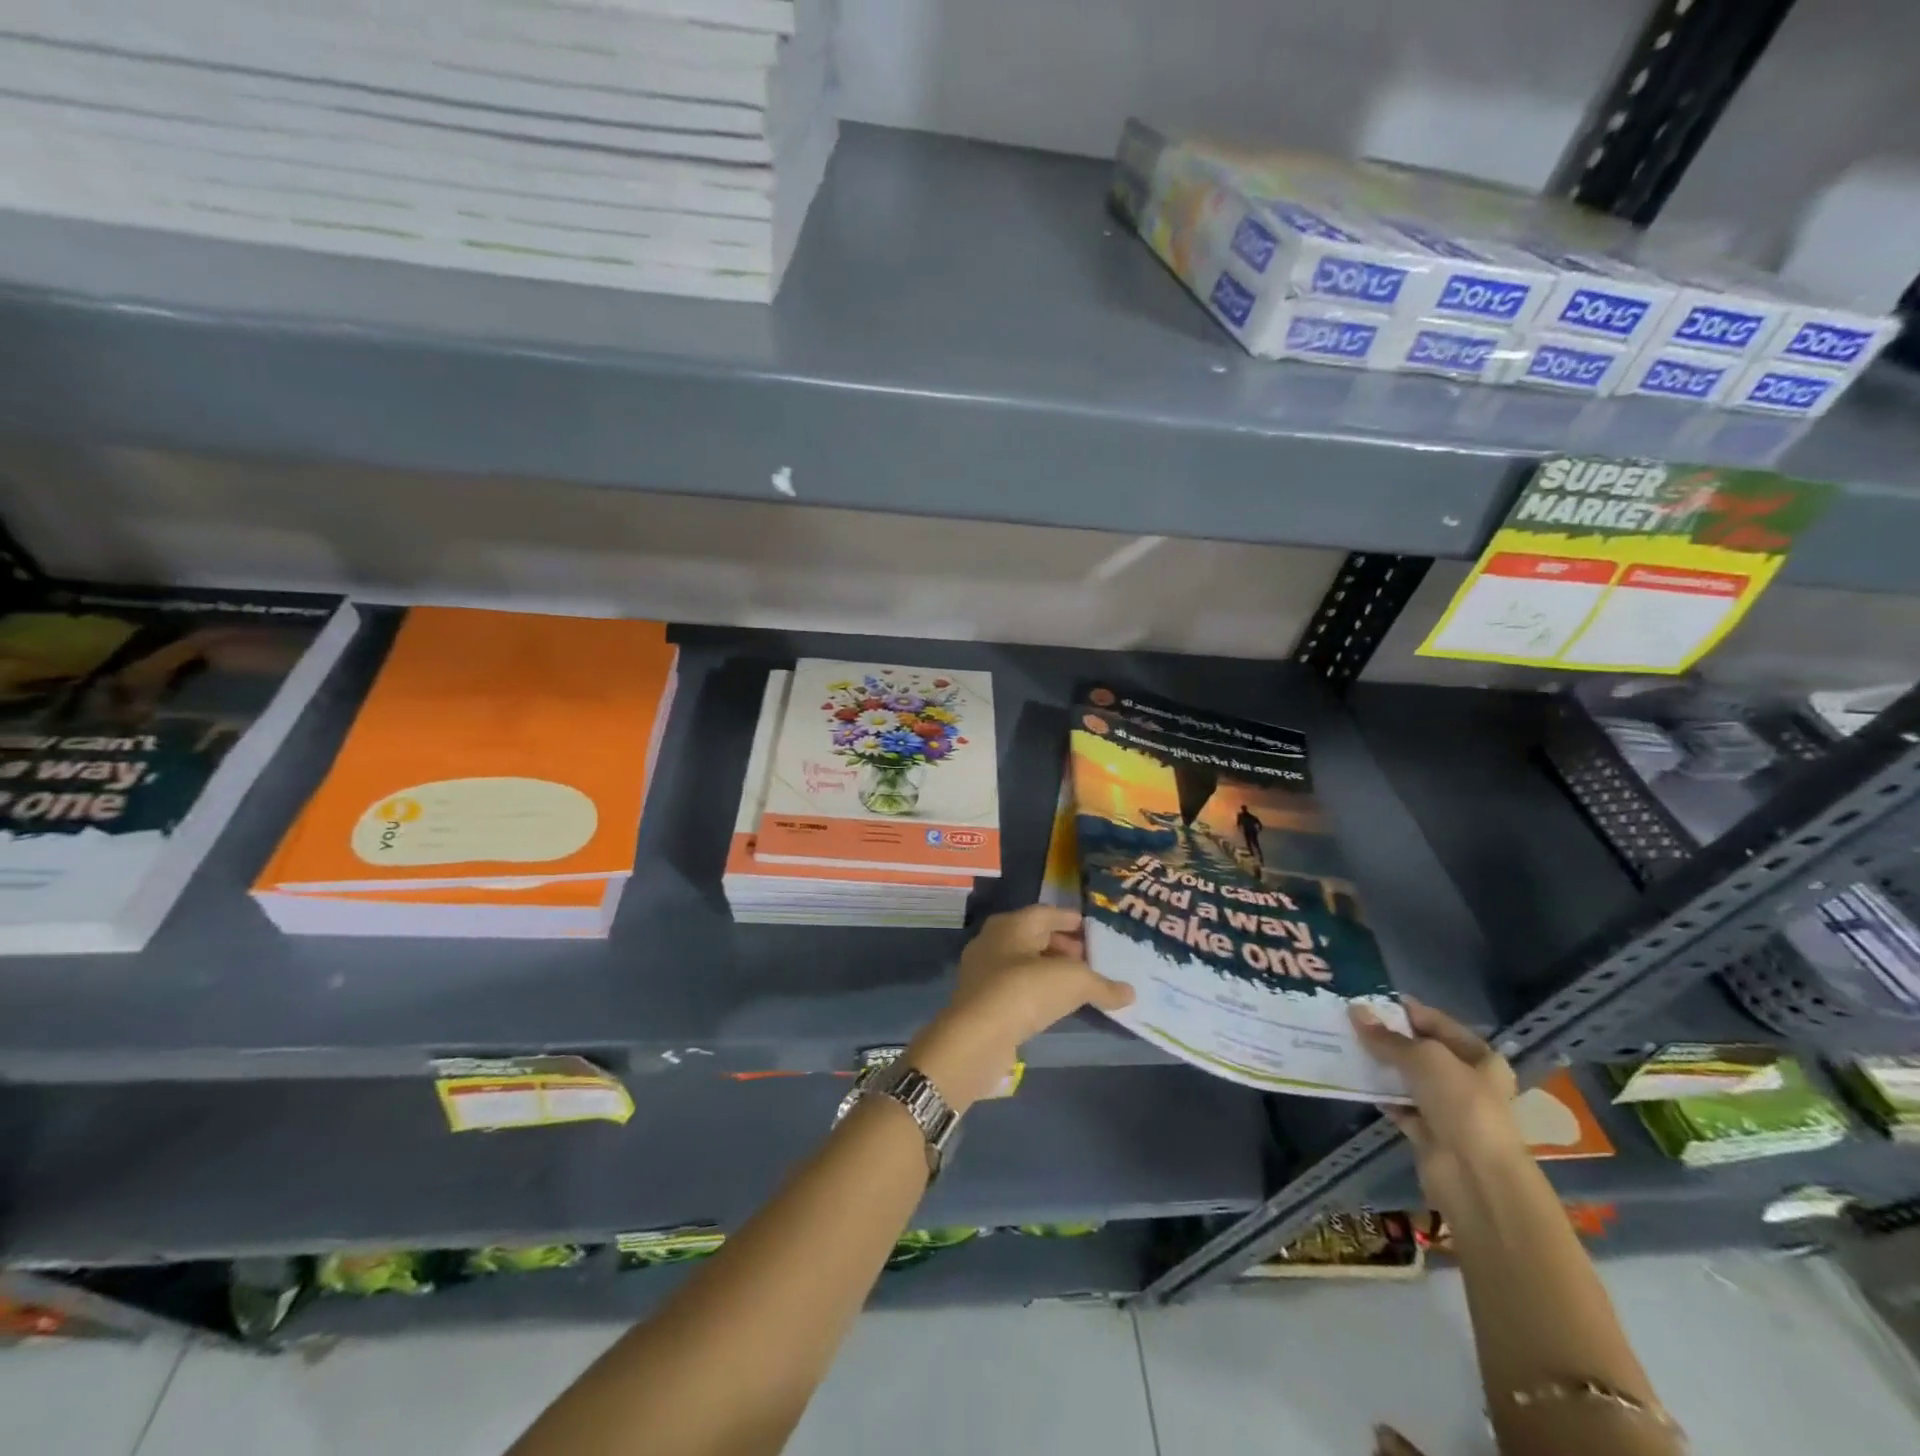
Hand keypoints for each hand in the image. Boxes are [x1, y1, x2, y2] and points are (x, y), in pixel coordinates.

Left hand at [908, 905, 1133, 1111]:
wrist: (977, 1037)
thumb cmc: (1026, 991)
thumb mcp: (1074, 982)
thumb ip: (1103, 985)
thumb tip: (1129, 993)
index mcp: (1012, 924)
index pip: (1047, 913)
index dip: (1071, 921)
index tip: (1094, 930)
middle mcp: (993, 940)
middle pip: (1034, 937)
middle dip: (1063, 946)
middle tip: (1090, 960)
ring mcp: (983, 971)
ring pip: (1023, 963)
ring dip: (1049, 970)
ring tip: (1078, 984)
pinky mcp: (981, 1001)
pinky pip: (1016, 987)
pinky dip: (1037, 991)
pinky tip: (1055, 1005)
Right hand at [1351, 996, 1522, 1215]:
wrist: (1475, 1176)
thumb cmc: (1461, 1104)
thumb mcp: (1424, 1058)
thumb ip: (1388, 1037)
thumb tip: (1355, 1011)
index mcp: (1480, 1058)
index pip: (1437, 1023)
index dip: (1404, 1010)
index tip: (1367, 1000)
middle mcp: (1467, 1081)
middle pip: (1421, 1051)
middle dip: (1387, 1038)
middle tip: (1349, 1021)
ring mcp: (1447, 1109)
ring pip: (1407, 1078)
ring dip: (1380, 1065)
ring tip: (1343, 1044)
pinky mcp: (1428, 1132)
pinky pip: (1398, 1105)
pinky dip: (1379, 1095)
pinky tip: (1353, 1080)